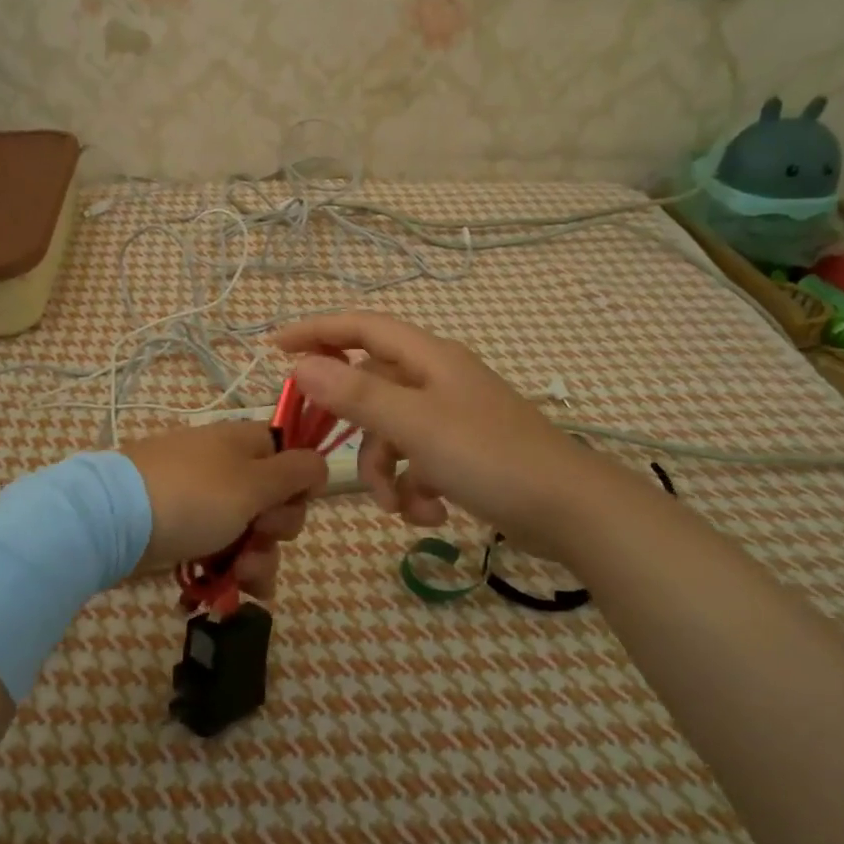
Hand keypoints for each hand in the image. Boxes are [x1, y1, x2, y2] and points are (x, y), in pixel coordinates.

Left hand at [121, 420, 328, 598]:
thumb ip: (295, 473)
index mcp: (245, 443)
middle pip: (276, 500)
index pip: (291, 454)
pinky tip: (234, 594)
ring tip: (242, 579)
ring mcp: (204, 501)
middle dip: (277, 530)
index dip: (301, 482)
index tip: (297, 502)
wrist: (114, 520)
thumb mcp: (254, 482)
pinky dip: (232, 571)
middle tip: (259, 536)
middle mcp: (227, 468)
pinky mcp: (185, 532)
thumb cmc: (194, 496)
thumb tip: (321, 461)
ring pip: (252, 533)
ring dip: (258, 560)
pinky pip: (223, 550)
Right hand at [273, 312, 583, 552]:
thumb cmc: (490, 457)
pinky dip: (415, 490)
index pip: (361, 327)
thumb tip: (302, 365)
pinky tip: (430, 516)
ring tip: (400, 507)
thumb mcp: (415, 425)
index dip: (316, 330)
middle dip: (353, 427)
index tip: (275, 348)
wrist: (569, 510)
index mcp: (429, 359)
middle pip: (372, 388)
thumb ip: (357, 395)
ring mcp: (452, 418)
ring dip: (386, 472)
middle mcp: (438, 380)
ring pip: (392, 435)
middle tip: (322, 447)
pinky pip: (418, 463)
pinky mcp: (464, 454)